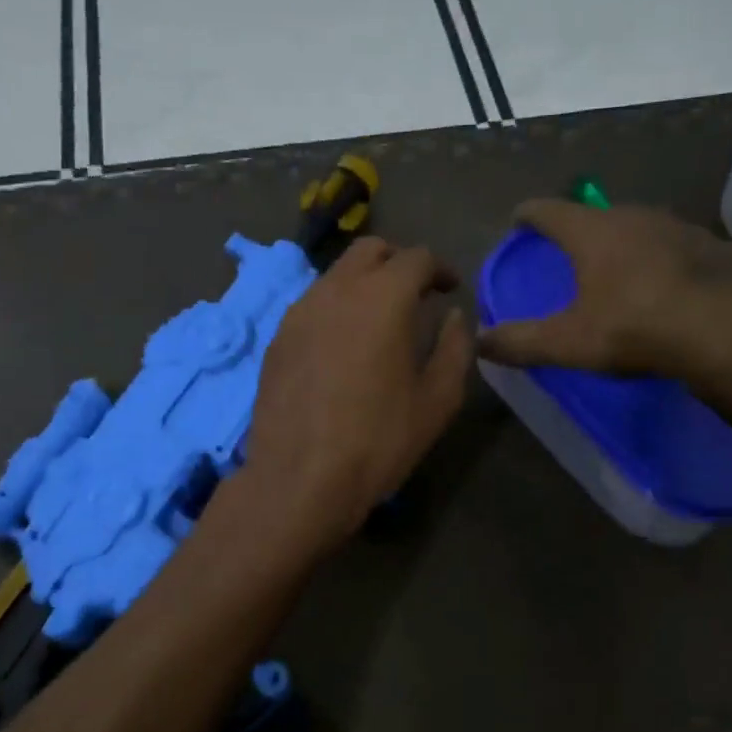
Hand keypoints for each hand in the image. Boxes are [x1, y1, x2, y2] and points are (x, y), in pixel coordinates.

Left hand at [242, 236, 474, 552]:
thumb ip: (454, 348)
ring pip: (336, 276)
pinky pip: (312, 305)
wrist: (299, 480)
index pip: (416, 258)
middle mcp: (336, 290)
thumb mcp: (437, 401)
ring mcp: (299, 312)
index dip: (440, 268)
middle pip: (369, 251)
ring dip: (363, 284)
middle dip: (398, 262)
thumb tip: (454, 317)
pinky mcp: (277, 339)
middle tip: (416, 294)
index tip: (450, 289)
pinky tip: (343, 346)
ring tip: (379, 320)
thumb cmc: (378, 442)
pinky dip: (336, 309)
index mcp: (382, 297)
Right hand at [475, 200, 731, 428]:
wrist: (731, 330)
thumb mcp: (568, 342)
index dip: (530, 214)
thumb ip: (520, 342)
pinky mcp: (713, 247)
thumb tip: (480, 342)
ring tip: (614, 267)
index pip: (550, 210)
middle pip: (595, 215)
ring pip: (638, 227)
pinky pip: (673, 247)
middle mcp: (634, 217)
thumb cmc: (636, 327)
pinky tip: (662, 285)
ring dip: (621, 243)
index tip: (518, 217)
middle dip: (578, 229)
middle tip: (567, 249)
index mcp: (593, 232)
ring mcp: (679, 228)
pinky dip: (658, 260)